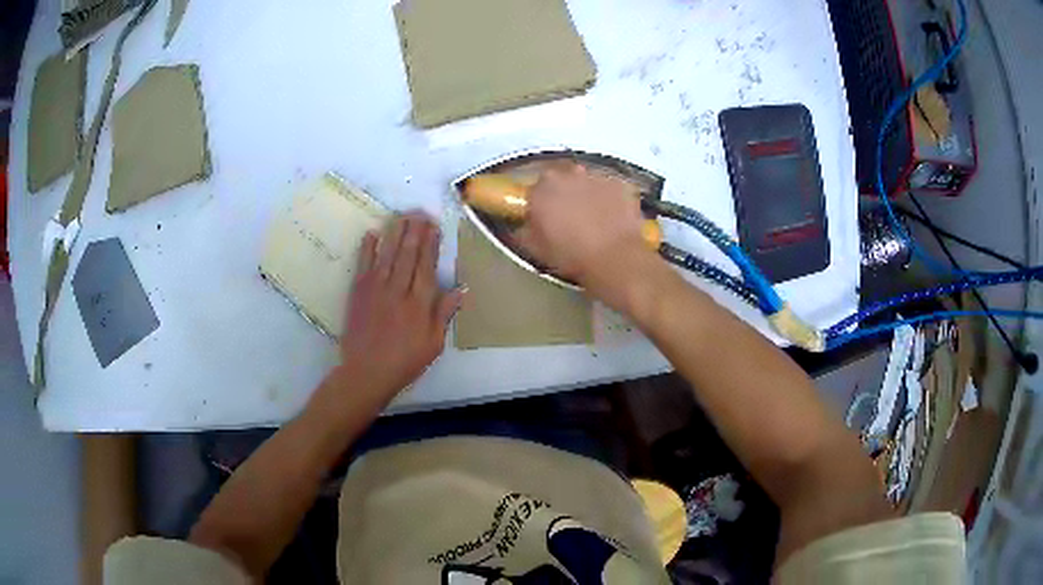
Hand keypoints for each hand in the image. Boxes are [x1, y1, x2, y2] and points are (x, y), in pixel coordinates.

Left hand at [336, 213, 462, 404]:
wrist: (366, 372)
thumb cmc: (404, 361)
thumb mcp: (433, 344)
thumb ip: (444, 314)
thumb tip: (460, 290)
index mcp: (419, 304)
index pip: (427, 266)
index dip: (431, 245)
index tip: (434, 226)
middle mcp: (398, 290)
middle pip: (408, 255)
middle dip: (414, 232)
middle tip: (419, 212)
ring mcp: (376, 289)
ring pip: (387, 255)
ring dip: (395, 234)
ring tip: (402, 216)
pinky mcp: (358, 293)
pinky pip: (363, 266)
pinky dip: (367, 249)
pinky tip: (372, 234)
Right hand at [517, 163, 660, 306]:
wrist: (614, 259)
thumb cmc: (571, 256)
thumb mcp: (536, 249)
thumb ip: (525, 231)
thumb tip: (524, 226)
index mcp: (542, 189)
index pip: (534, 189)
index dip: (540, 204)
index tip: (545, 217)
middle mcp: (567, 174)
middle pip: (561, 178)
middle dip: (563, 193)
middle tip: (569, 215)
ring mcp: (596, 176)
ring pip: (586, 180)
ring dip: (586, 193)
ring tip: (594, 217)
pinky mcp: (620, 183)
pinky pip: (610, 187)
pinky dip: (609, 197)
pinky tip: (612, 216)